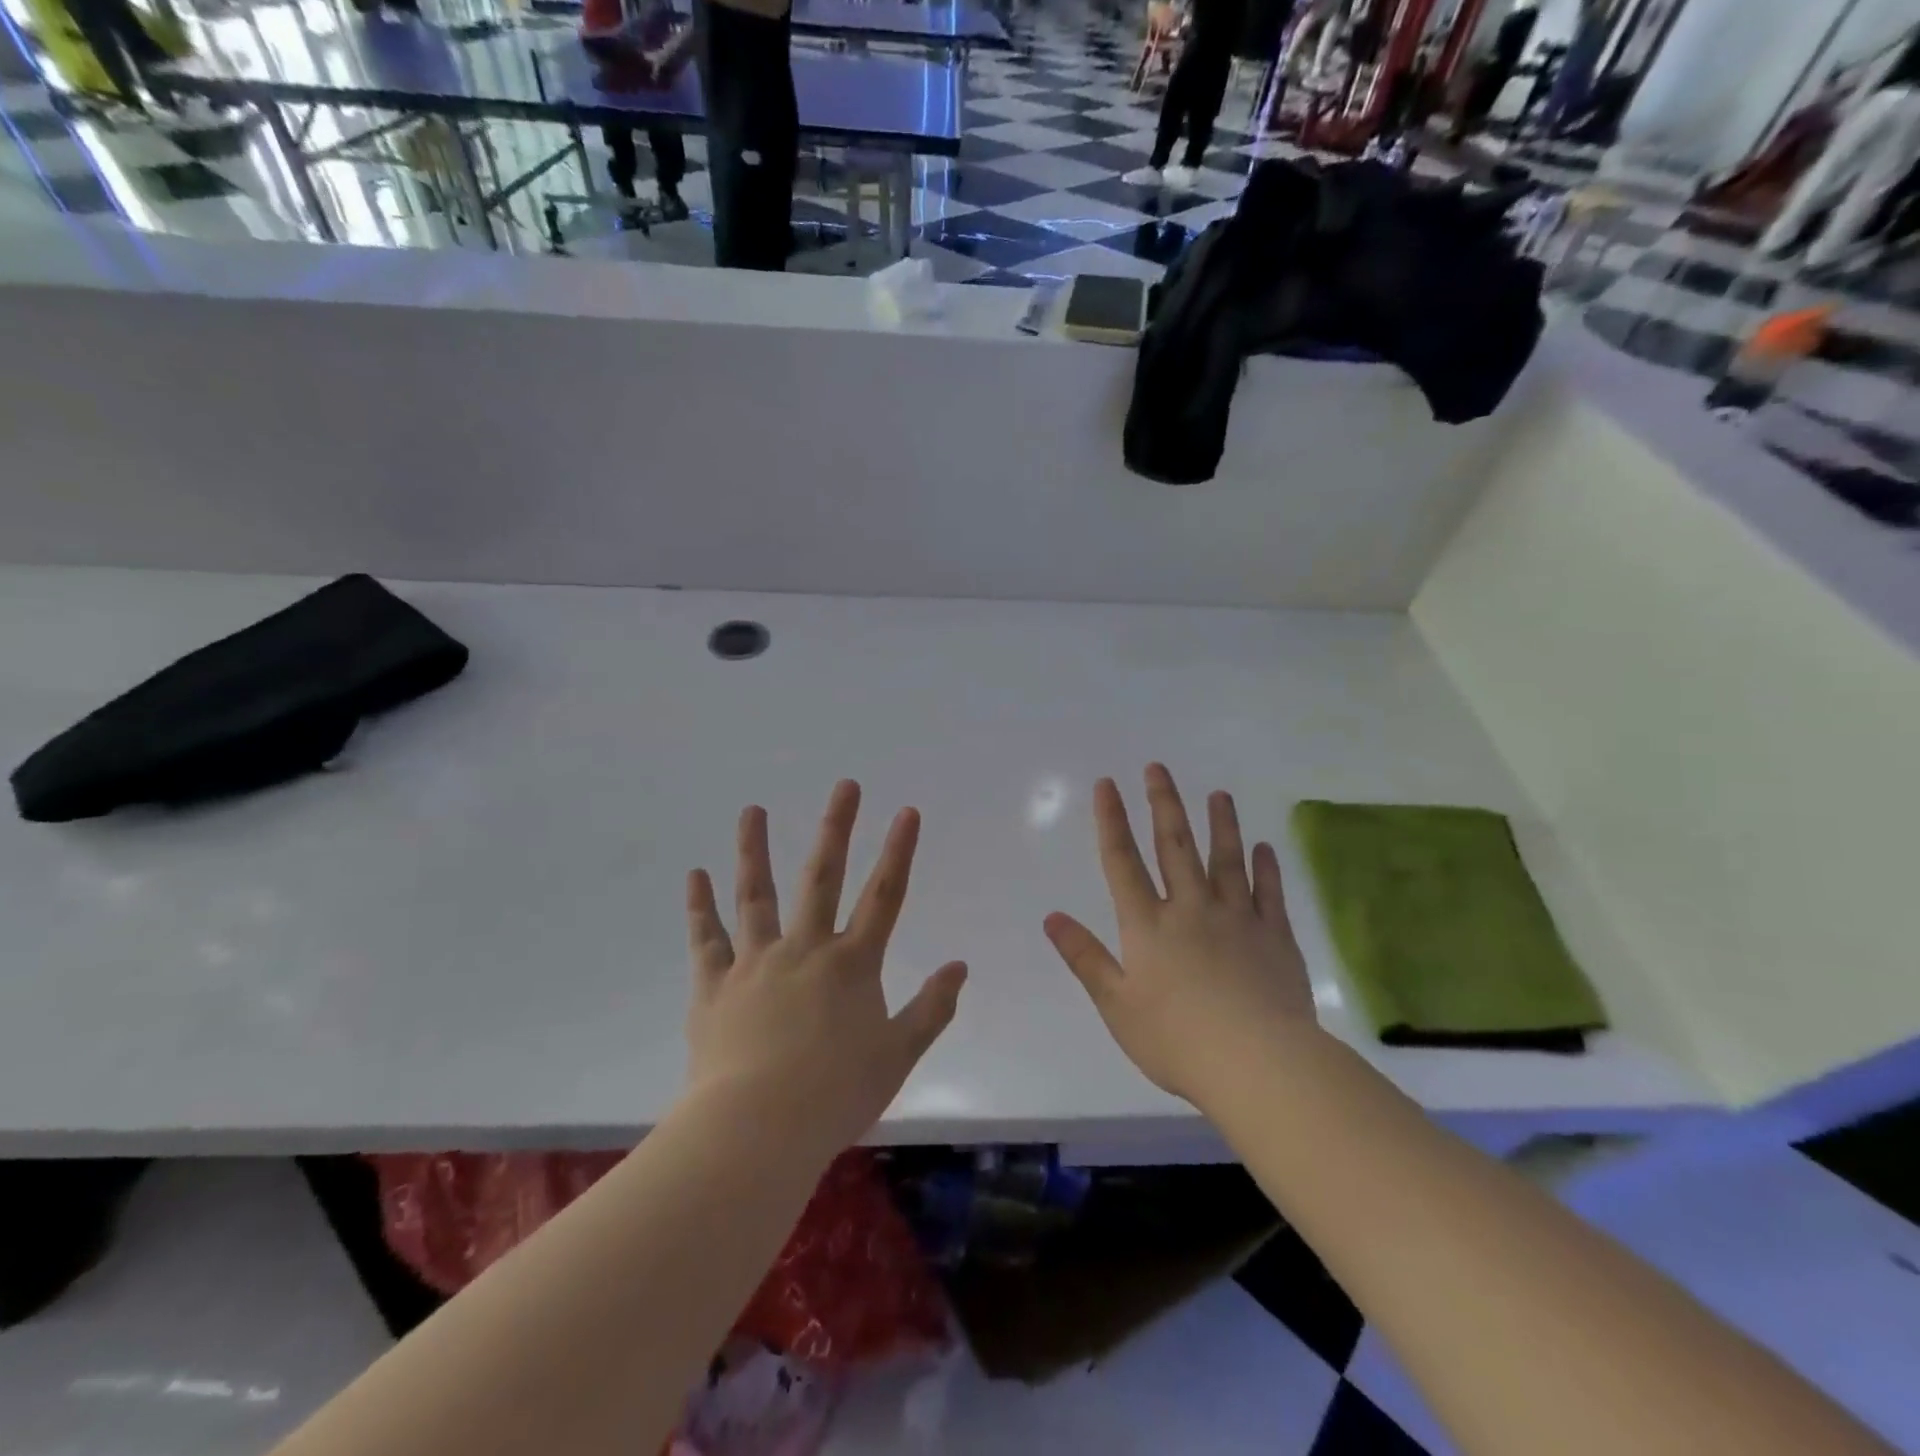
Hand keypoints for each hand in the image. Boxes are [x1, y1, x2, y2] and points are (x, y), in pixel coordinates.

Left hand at [684, 781, 966, 1157]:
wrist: (757, 1131)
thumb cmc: (835, 1096)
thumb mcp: (897, 1057)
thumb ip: (932, 1009)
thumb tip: (960, 966)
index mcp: (852, 964)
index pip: (885, 896)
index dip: (899, 851)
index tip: (907, 811)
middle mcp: (805, 949)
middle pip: (823, 877)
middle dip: (837, 828)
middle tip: (845, 785)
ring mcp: (756, 962)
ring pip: (757, 894)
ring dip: (755, 849)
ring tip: (752, 809)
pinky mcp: (714, 986)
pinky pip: (706, 939)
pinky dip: (699, 906)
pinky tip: (694, 875)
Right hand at [1044, 765, 1314, 1106]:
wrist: (1258, 1064)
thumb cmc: (1177, 1040)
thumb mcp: (1116, 1005)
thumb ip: (1085, 958)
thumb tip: (1051, 917)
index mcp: (1148, 926)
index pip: (1123, 862)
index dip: (1112, 820)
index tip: (1107, 784)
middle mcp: (1191, 909)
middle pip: (1174, 846)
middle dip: (1163, 803)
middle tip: (1158, 767)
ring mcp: (1237, 919)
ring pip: (1226, 859)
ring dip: (1221, 824)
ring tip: (1219, 794)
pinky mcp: (1275, 937)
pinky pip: (1269, 892)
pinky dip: (1266, 867)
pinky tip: (1265, 847)